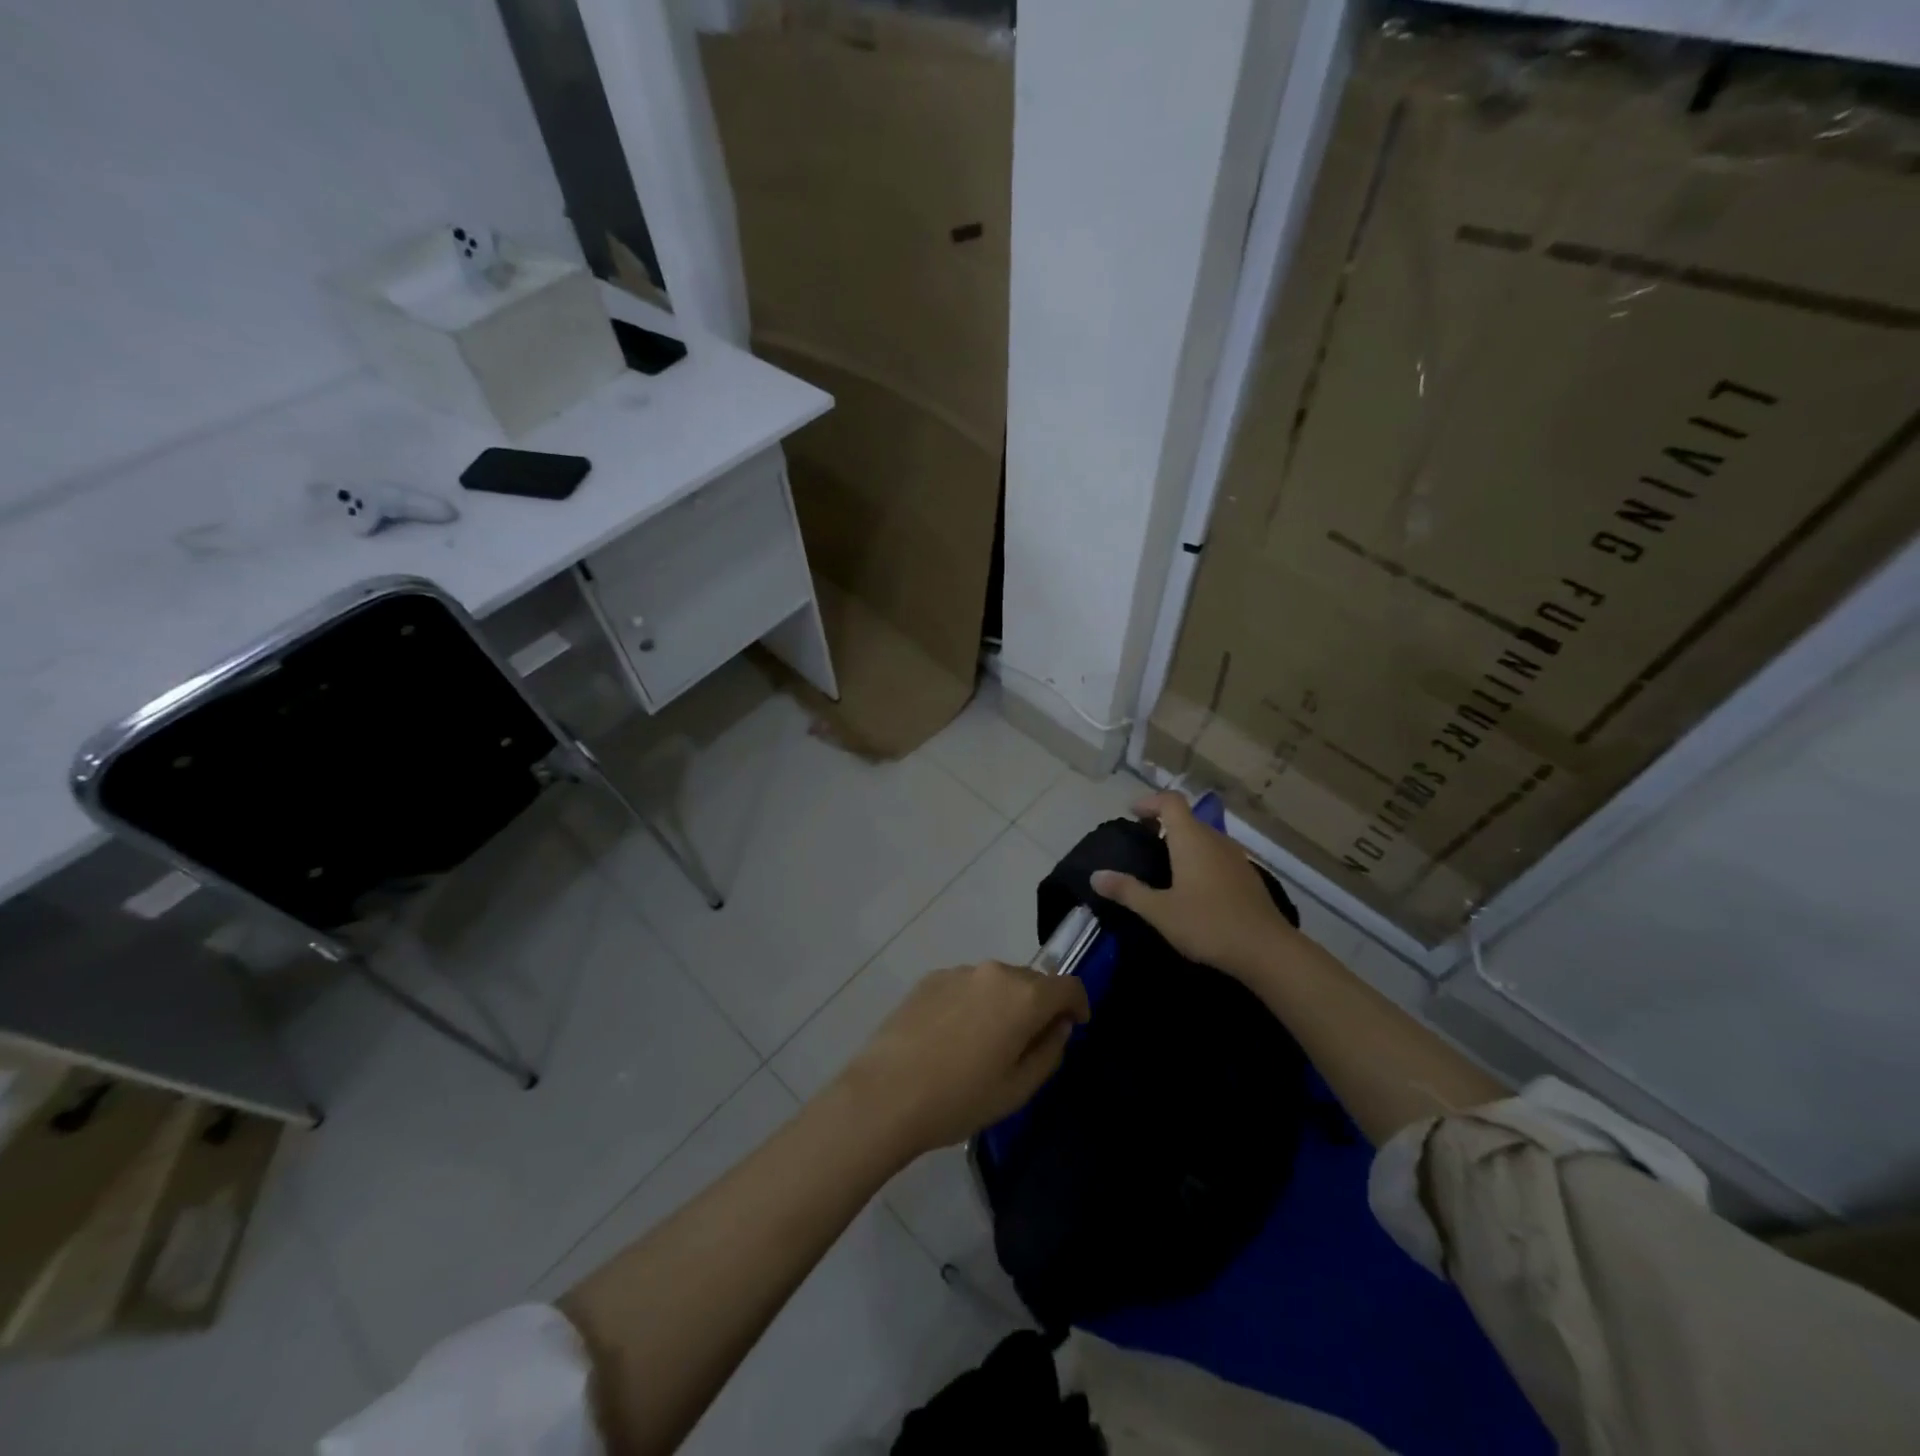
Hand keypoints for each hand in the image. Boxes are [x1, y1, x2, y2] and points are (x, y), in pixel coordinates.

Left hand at [836, 961, 1090, 1159]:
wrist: (885, 1093)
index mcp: (1024, 996)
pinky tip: (952, 1038)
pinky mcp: (930, 978)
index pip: (1068, 985)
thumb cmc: (960, 1099)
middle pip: (1032, 981)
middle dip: (1039, 1005)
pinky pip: (966, 986)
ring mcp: (959, 972)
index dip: (1078, 1005)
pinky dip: (972, 1003)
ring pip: (996, 982)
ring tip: (984, 1043)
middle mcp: (995, 972)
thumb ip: (1049, 1051)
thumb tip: (1058, 1026)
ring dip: (1003, 1003)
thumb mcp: (1018, 1089)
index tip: (1074, 1026)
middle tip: (1028, 1043)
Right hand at [1090, 791, 1299, 979]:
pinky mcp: (1247, 876)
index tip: (1132, 814)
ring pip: (1204, 837)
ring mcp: (1235, 857)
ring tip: (1163, 865)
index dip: (1149, 802)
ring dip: (1182, 841)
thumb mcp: (1159, 911)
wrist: (1267, 950)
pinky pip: (1217, 855)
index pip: (1170, 801)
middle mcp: (1215, 839)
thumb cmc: (1208, 924)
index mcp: (1191, 839)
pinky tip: (1192, 887)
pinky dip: (1199, 858)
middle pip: (1187, 818)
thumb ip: (1127, 891)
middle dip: (1162, 823)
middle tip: (1141, 842)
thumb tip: (1095, 875)